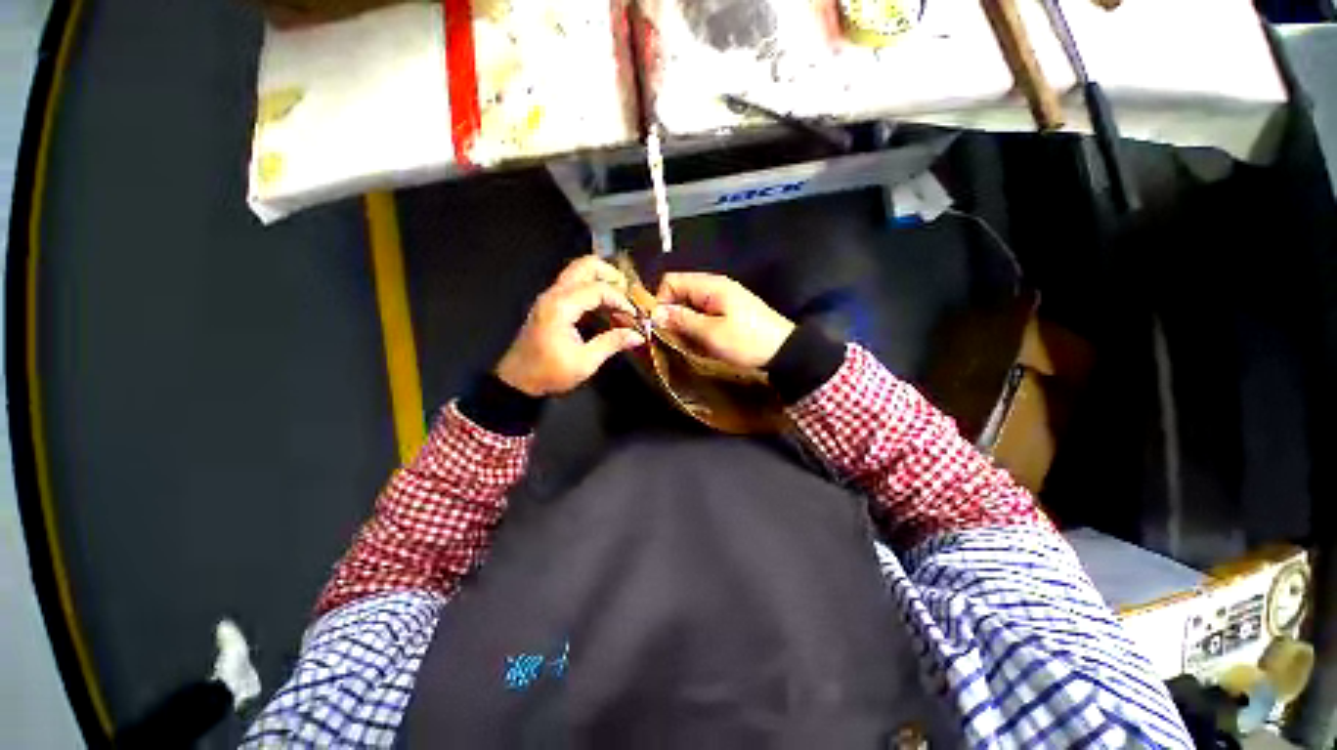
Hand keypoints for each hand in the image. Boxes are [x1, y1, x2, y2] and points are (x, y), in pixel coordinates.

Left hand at [496, 257, 645, 396]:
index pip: (597, 289)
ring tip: (620, 298)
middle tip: (628, 292)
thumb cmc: (550, 373)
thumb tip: (637, 336)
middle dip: (610, 274)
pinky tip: (605, 306)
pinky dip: (592, 288)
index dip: (620, 300)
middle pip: (584, 266)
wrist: (518, 381)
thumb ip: (612, 343)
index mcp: (561, 307)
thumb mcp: (585, 362)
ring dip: (601, 279)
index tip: (634, 316)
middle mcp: (554, 295)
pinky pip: (573, 284)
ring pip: (578, 272)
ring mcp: (550, 297)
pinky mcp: (549, 304)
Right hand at [653, 272, 795, 368]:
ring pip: (689, 306)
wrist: (785, 351)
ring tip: (689, 343)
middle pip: (679, 293)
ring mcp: (721, 299)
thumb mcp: (711, 333)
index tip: (661, 326)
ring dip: (684, 324)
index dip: (660, 301)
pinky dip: (696, 327)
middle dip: (671, 315)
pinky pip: (701, 314)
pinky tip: (701, 342)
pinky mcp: (727, 311)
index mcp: (709, 285)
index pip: (671, 281)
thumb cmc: (747, 341)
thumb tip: (654, 313)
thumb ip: (682, 320)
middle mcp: (713, 286)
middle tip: (675, 339)